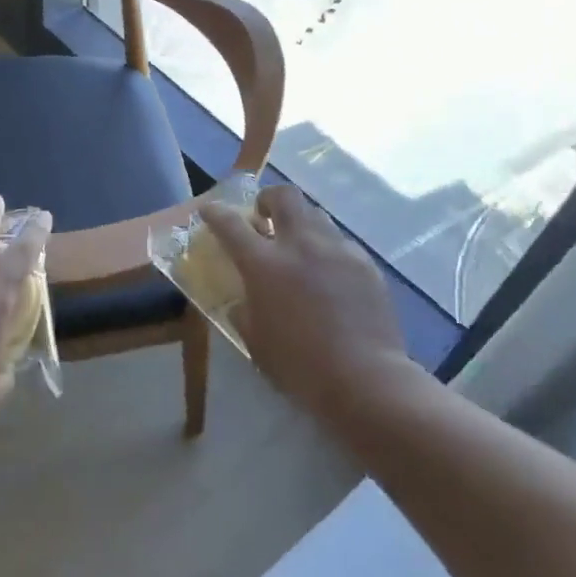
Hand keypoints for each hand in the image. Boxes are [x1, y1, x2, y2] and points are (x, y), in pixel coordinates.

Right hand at [200, 184, 413, 422]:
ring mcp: (337, 250)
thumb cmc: (300, 366)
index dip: (216, 213)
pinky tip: (331, 276)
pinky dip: (328, 251)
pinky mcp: (365, 264)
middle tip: (264, 216)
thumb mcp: (256, 342)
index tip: (210, 210)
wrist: (365, 379)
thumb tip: (243, 301)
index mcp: (264, 264)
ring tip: (299, 248)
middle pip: (283, 196)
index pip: (230, 224)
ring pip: (316, 215)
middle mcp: (300, 245)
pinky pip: (341, 244)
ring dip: (301, 224)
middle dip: (268, 199)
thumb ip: (244, 312)